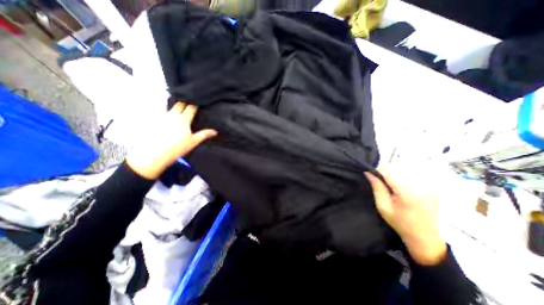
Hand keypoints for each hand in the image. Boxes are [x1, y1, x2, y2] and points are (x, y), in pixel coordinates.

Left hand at [127, 101, 217, 178]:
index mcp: (183, 119)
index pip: (191, 107)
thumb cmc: (176, 148)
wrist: (154, 154)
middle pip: (180, 104)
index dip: (195, 105)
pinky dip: (169, 114)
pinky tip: (170, 120)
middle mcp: (172, 115)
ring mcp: (162, 118)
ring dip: (177, 108)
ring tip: (181, 111)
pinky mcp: (155, 122)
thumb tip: (215, 131)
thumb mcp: (193, 142)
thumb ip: (204, 134)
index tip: (199, 104)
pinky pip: (164, 114)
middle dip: (185, 103)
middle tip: (190, 106)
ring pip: (171, 108)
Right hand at [365, 171, 446, 265]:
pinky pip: (414, 177)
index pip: (388, 171)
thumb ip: (376, 186)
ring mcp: (429, 186)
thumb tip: (368, 172)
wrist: (424, 236)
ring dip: (395, 177)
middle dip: (386, 175)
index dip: (377, 172)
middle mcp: (420, 185)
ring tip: (394, 189)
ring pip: (404, 172)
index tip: (372, 177)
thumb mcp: (383, 205)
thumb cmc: (400, 222)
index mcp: (406, 191)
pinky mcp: (433, 187)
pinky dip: (405, 180)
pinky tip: (404, 191)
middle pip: (396, 170)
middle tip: (384, 187)